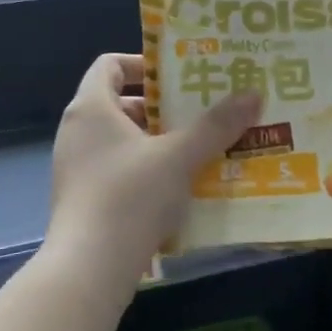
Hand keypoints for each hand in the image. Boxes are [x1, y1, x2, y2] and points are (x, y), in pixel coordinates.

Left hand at [47, 54, 260, 279]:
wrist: (90, 267)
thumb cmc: (131, 197)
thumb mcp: (180, 157)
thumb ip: (216, 125)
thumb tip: (253, 93)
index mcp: (91, 108)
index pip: (110, 65)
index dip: (144, 63)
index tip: (180, 77)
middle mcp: (78, 132)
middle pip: (121, 104)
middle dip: (163, 107)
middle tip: (202, 112)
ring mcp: (77, 167)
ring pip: (123, 141)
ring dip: (160, 142)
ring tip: (201, 149)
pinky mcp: (84, 198)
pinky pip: (119, 170)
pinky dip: (148, 170)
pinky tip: (182, 187)